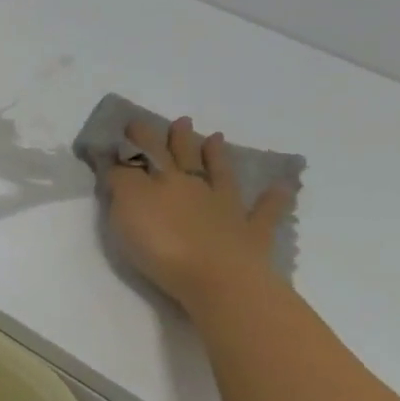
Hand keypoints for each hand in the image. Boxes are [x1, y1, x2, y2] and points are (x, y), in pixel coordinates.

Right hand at [105, 116, 293, 312]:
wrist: (216, 279)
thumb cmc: (162, 244)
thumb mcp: (127, 208)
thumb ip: (121, 181)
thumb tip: (119, 161)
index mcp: (164, 181)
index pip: (147, 154)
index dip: (138, 139)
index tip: (132, 123)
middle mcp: (196, 187)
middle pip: (184, 158)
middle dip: (178, 139)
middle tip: (180, 121)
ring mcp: (228, 209)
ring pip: (221, 175)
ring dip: (218, 157)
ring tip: (216, 138)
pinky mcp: (251, 234)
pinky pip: (265, 212)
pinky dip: (273, 199)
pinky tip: (281, 187)